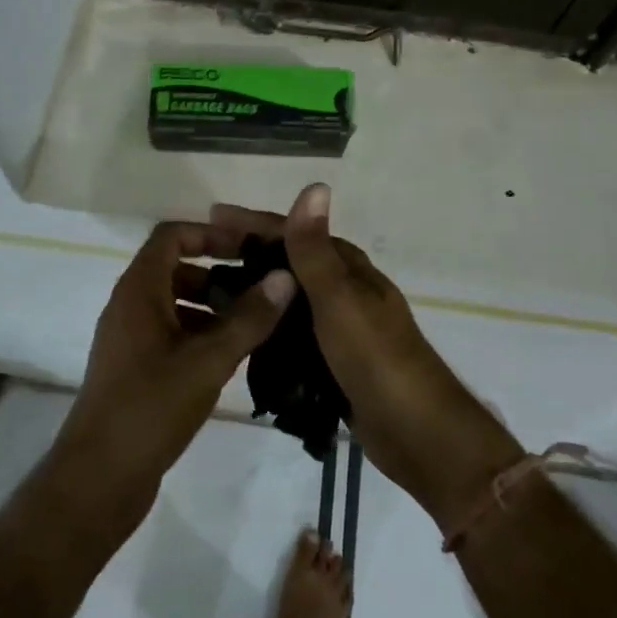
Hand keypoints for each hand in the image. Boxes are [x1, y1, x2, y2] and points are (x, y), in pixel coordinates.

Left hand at [54, 221, 293, 538]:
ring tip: (257, 324)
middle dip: (219, 273)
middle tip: (262, 289)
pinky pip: (172, 334)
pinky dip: (202, 334)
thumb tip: (286, 276)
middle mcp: (130, 306)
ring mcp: (130, 339)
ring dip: (214, 307)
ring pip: (176, 304)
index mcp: (138, 290)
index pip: (172, 235)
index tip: (249, 248)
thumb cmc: (150, 407)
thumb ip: (249, 317)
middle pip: (176, 268)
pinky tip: (235, 357)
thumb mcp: (207, 360)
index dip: (210, 233)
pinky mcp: (136, 369)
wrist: (98, 478)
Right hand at [211, 185, 522, 532]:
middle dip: (248, 255)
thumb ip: (317, 250)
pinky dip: (268, 327)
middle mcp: (344, 291)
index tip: (211, 218)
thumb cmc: (375, 357)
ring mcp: (340, 327)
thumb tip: (315, 185)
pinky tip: (242, 335)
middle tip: (200, 258)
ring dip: (256, 291)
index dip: (253, 223)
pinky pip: (293, 334)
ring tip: (210, 296)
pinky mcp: (334, 361)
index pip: (294, 232)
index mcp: (348, 269)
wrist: (416, 431)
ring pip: (289, 299)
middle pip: (289, 263)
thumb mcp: (339, 299)